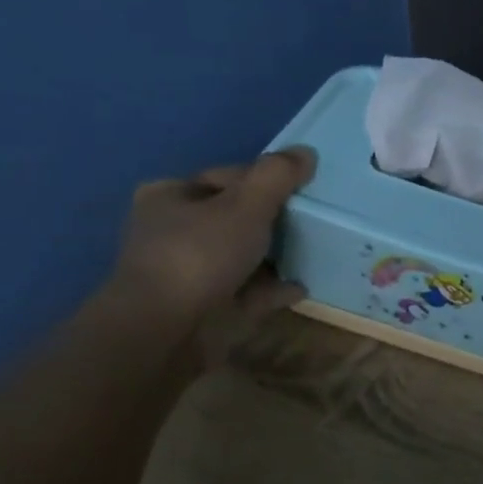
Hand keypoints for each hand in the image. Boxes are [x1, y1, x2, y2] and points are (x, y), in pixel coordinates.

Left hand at [105, 147, 315, 346]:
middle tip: (315, 219)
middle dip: (273, 219)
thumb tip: (306, 152)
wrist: (167, 331)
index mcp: (170, 196)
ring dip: (275, 255)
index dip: (266, 180)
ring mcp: (189, 272)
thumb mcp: (246, 204)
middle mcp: (174, 231)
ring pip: (242, 255)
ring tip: (316, 250)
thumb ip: (277, 176)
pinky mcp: (206, 307)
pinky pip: (250, 291)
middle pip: (235, 217)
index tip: (302, 189)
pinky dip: (274, 288)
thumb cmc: (200, 255)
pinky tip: (303, 285)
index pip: (227, 178)